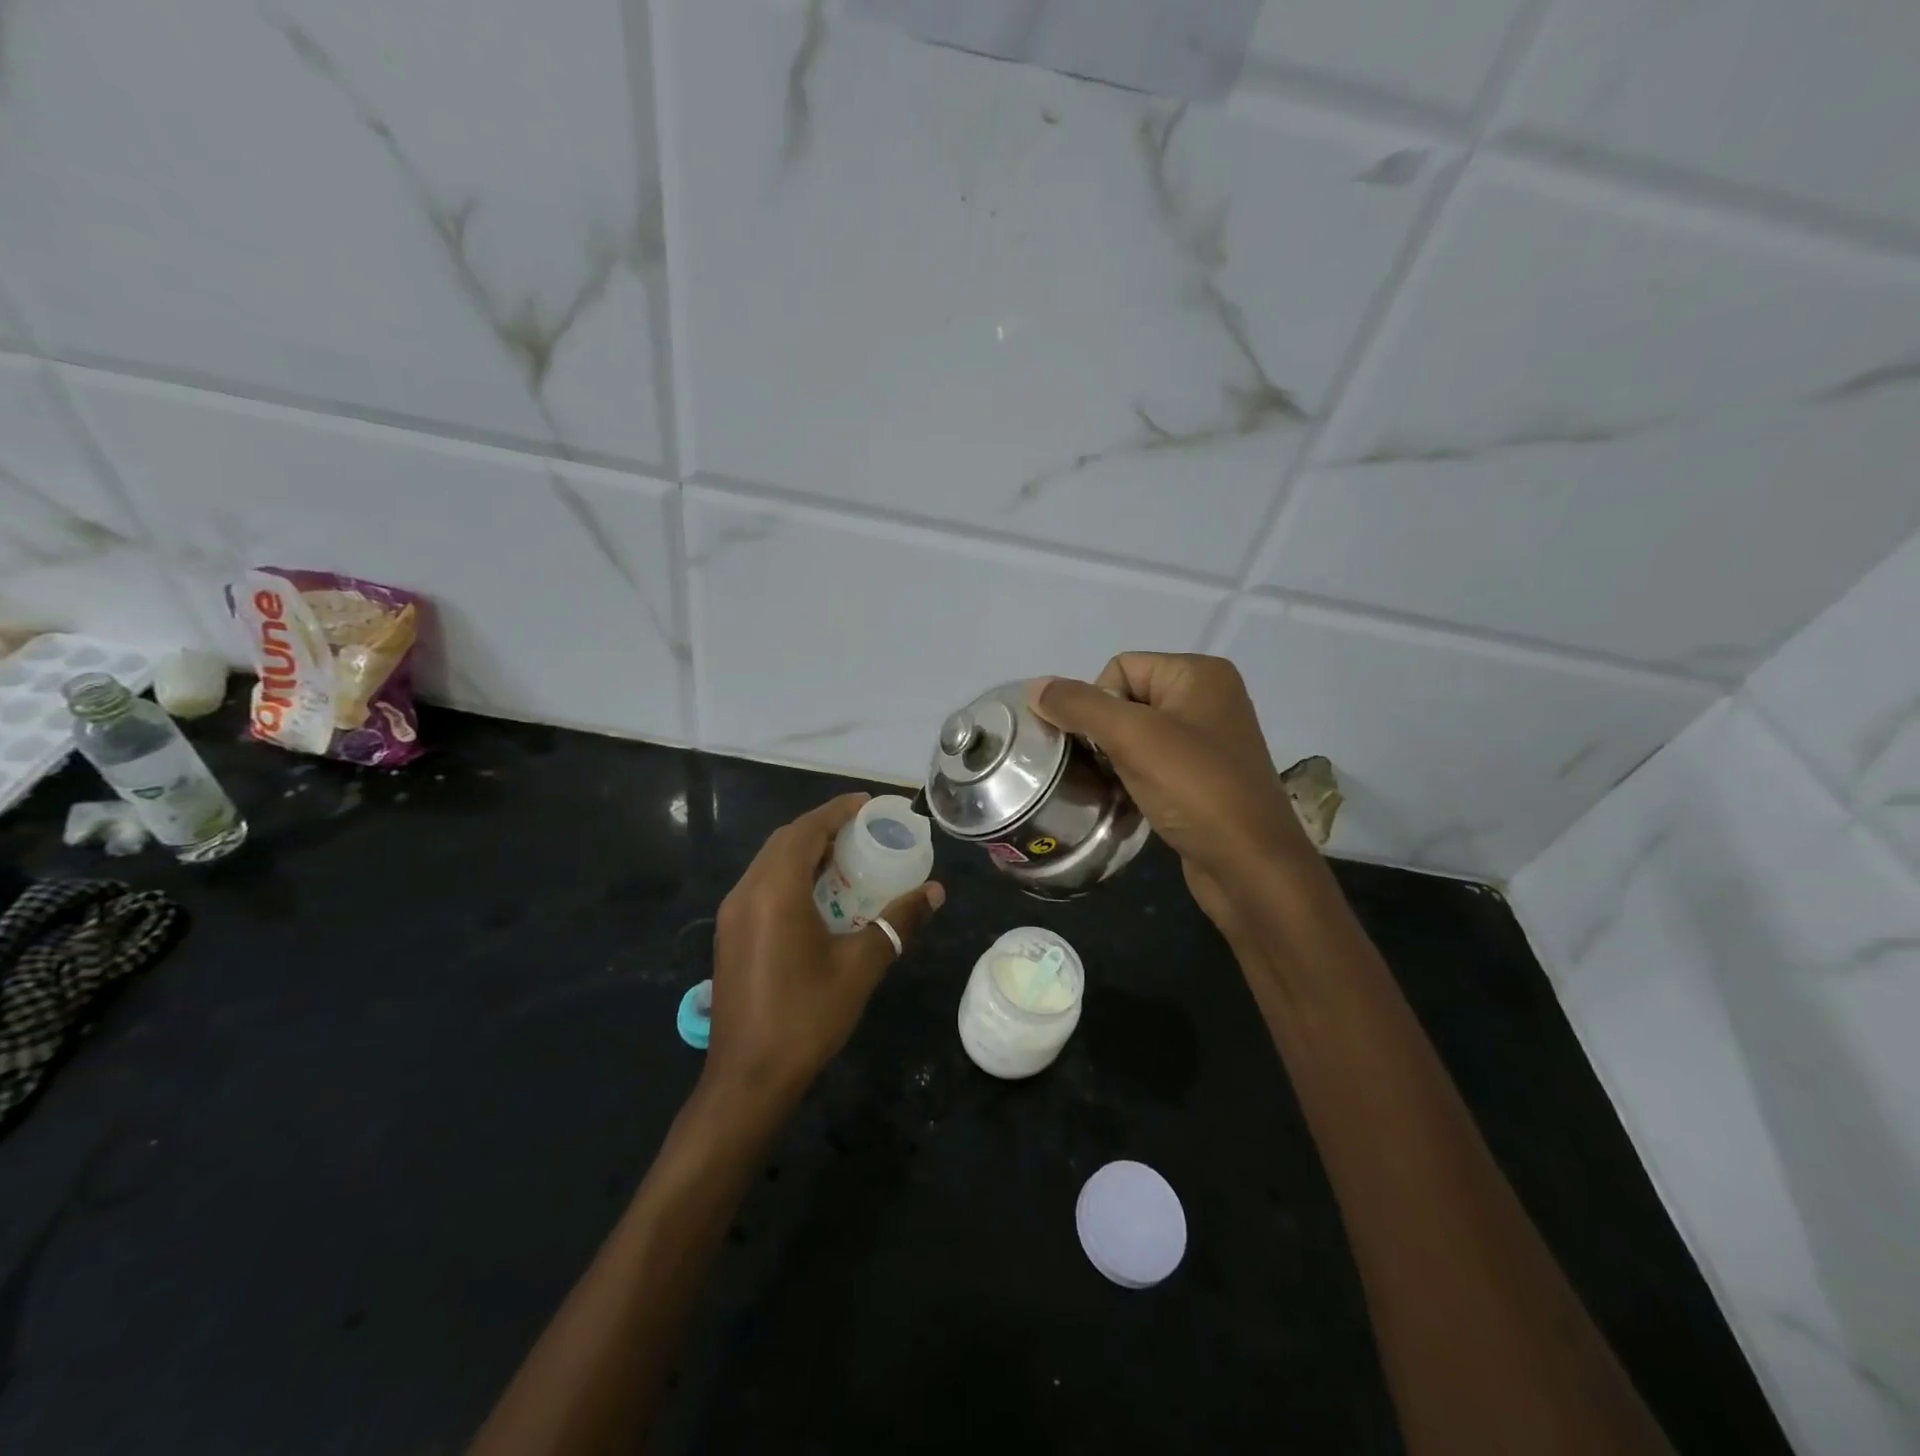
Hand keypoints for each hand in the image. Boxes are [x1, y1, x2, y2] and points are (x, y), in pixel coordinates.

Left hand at [704, 794, 943, 1109]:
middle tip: (862, 829)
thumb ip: (898, 922)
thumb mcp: (861, 965)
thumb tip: (935, 892)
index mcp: (774, 890)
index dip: (836, 810)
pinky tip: (819, 894)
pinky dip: (791, 874)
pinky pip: (762, 885)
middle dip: (822, 827)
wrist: (748, 1078)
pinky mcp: (731, 935)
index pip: (806, 830)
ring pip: (770, 863)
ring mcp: (733, 914)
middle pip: (785, 841)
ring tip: (846, 856)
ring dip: (805, 851)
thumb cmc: (807, 1016)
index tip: (867, 803)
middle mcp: (746, 892)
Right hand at [1033, 654, 1310, 933]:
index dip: (1100, 704)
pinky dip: (1132, 780)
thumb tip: (1034, 687)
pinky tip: (1128, 803)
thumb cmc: (1195, 790)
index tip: (1108, 746)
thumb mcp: (1133, 737)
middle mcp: (1207, 698)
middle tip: (1105, 769)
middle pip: (1125, 700)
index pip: (1120, 667)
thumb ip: (1080, 706)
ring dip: (1114, 761)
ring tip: (1113, 789)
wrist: (1250, 866)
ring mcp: (1207, 740)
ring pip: (1134, 736)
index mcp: (1199, 673)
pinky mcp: (1202, 777)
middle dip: (1104, 735)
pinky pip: (1151, 764)